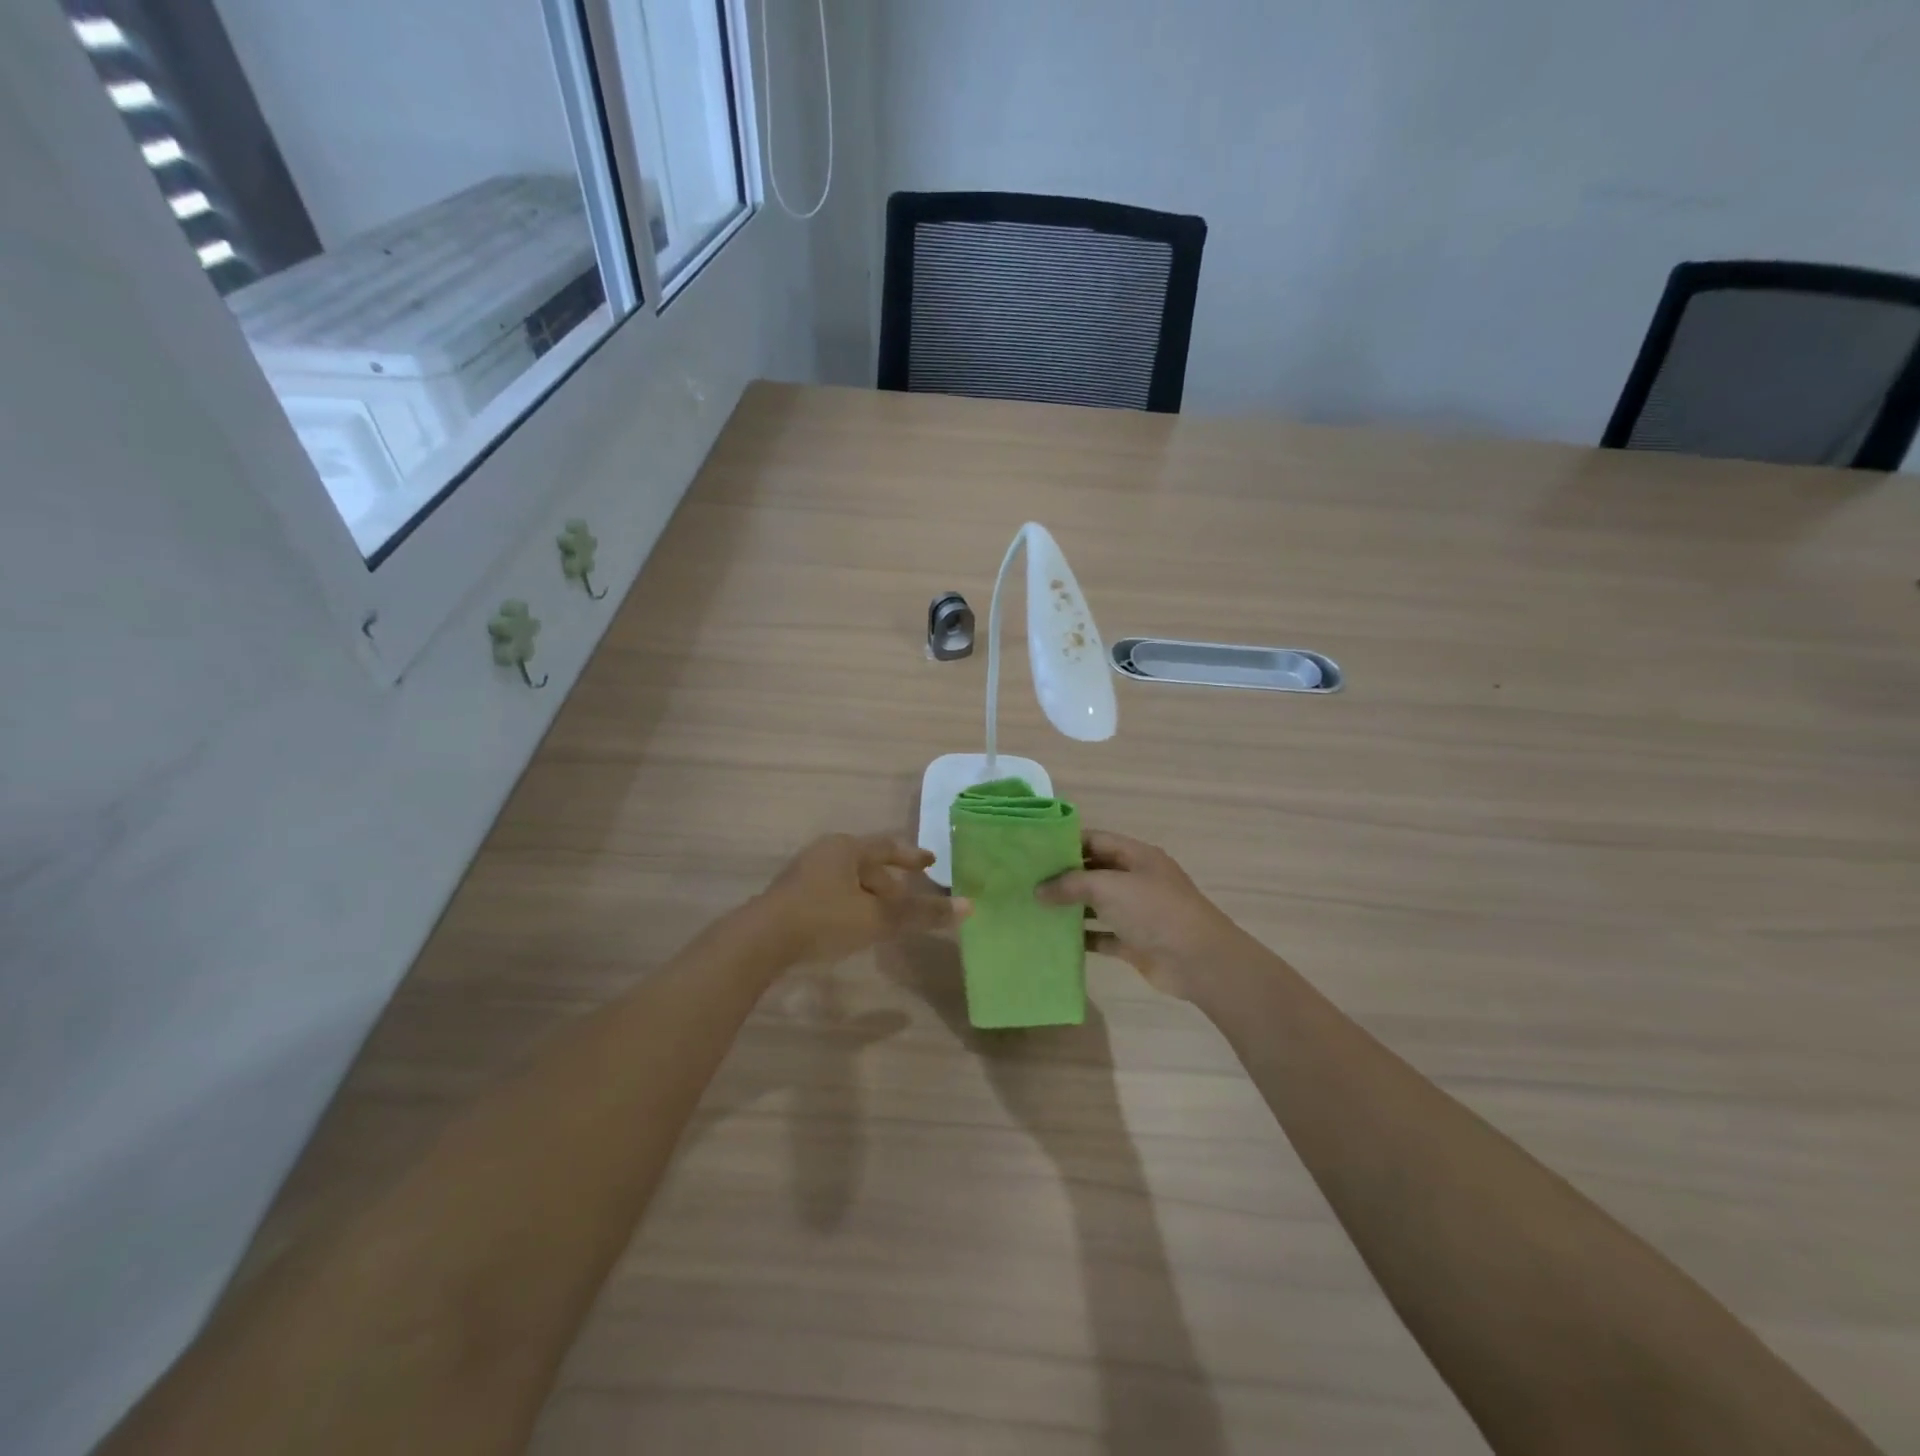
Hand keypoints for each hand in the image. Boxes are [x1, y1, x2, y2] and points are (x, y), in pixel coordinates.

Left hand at [757, 833, 969, 964]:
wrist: (761, 940)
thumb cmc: (824, 919)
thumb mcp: (877, 918)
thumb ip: (921, 913)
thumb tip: (969, 906)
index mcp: (846, 848)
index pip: (887, 847)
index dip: (911, 856)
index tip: (931, 862)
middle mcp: (825, 853)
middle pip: (866, 864)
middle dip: (889, 881)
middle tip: (909, 898)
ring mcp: (804, 874)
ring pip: (848, 881)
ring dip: (869, 896)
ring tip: (884, 917)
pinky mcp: (790, 897)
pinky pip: (831, 894)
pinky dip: (850, 905)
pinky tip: (853, 926)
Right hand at [1035, 830, 1246, 998]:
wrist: (1198, 961)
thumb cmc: (1154, 911)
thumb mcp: (1109, 887)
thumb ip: (1070, 884)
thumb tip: (1038, 890)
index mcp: (1136, 856)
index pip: (1095, 840)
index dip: (1065, 843)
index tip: (1033, 851)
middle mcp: (1136, 880)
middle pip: (1094, 872)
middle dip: (1063, 876)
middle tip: (1026, 881)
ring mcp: (1136, 912)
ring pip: (1096, 904)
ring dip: (1069, 907)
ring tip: (1033, 908)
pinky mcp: (1133, 942)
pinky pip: (1102, 935)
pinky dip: (1082, 936)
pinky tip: (1055, 938)